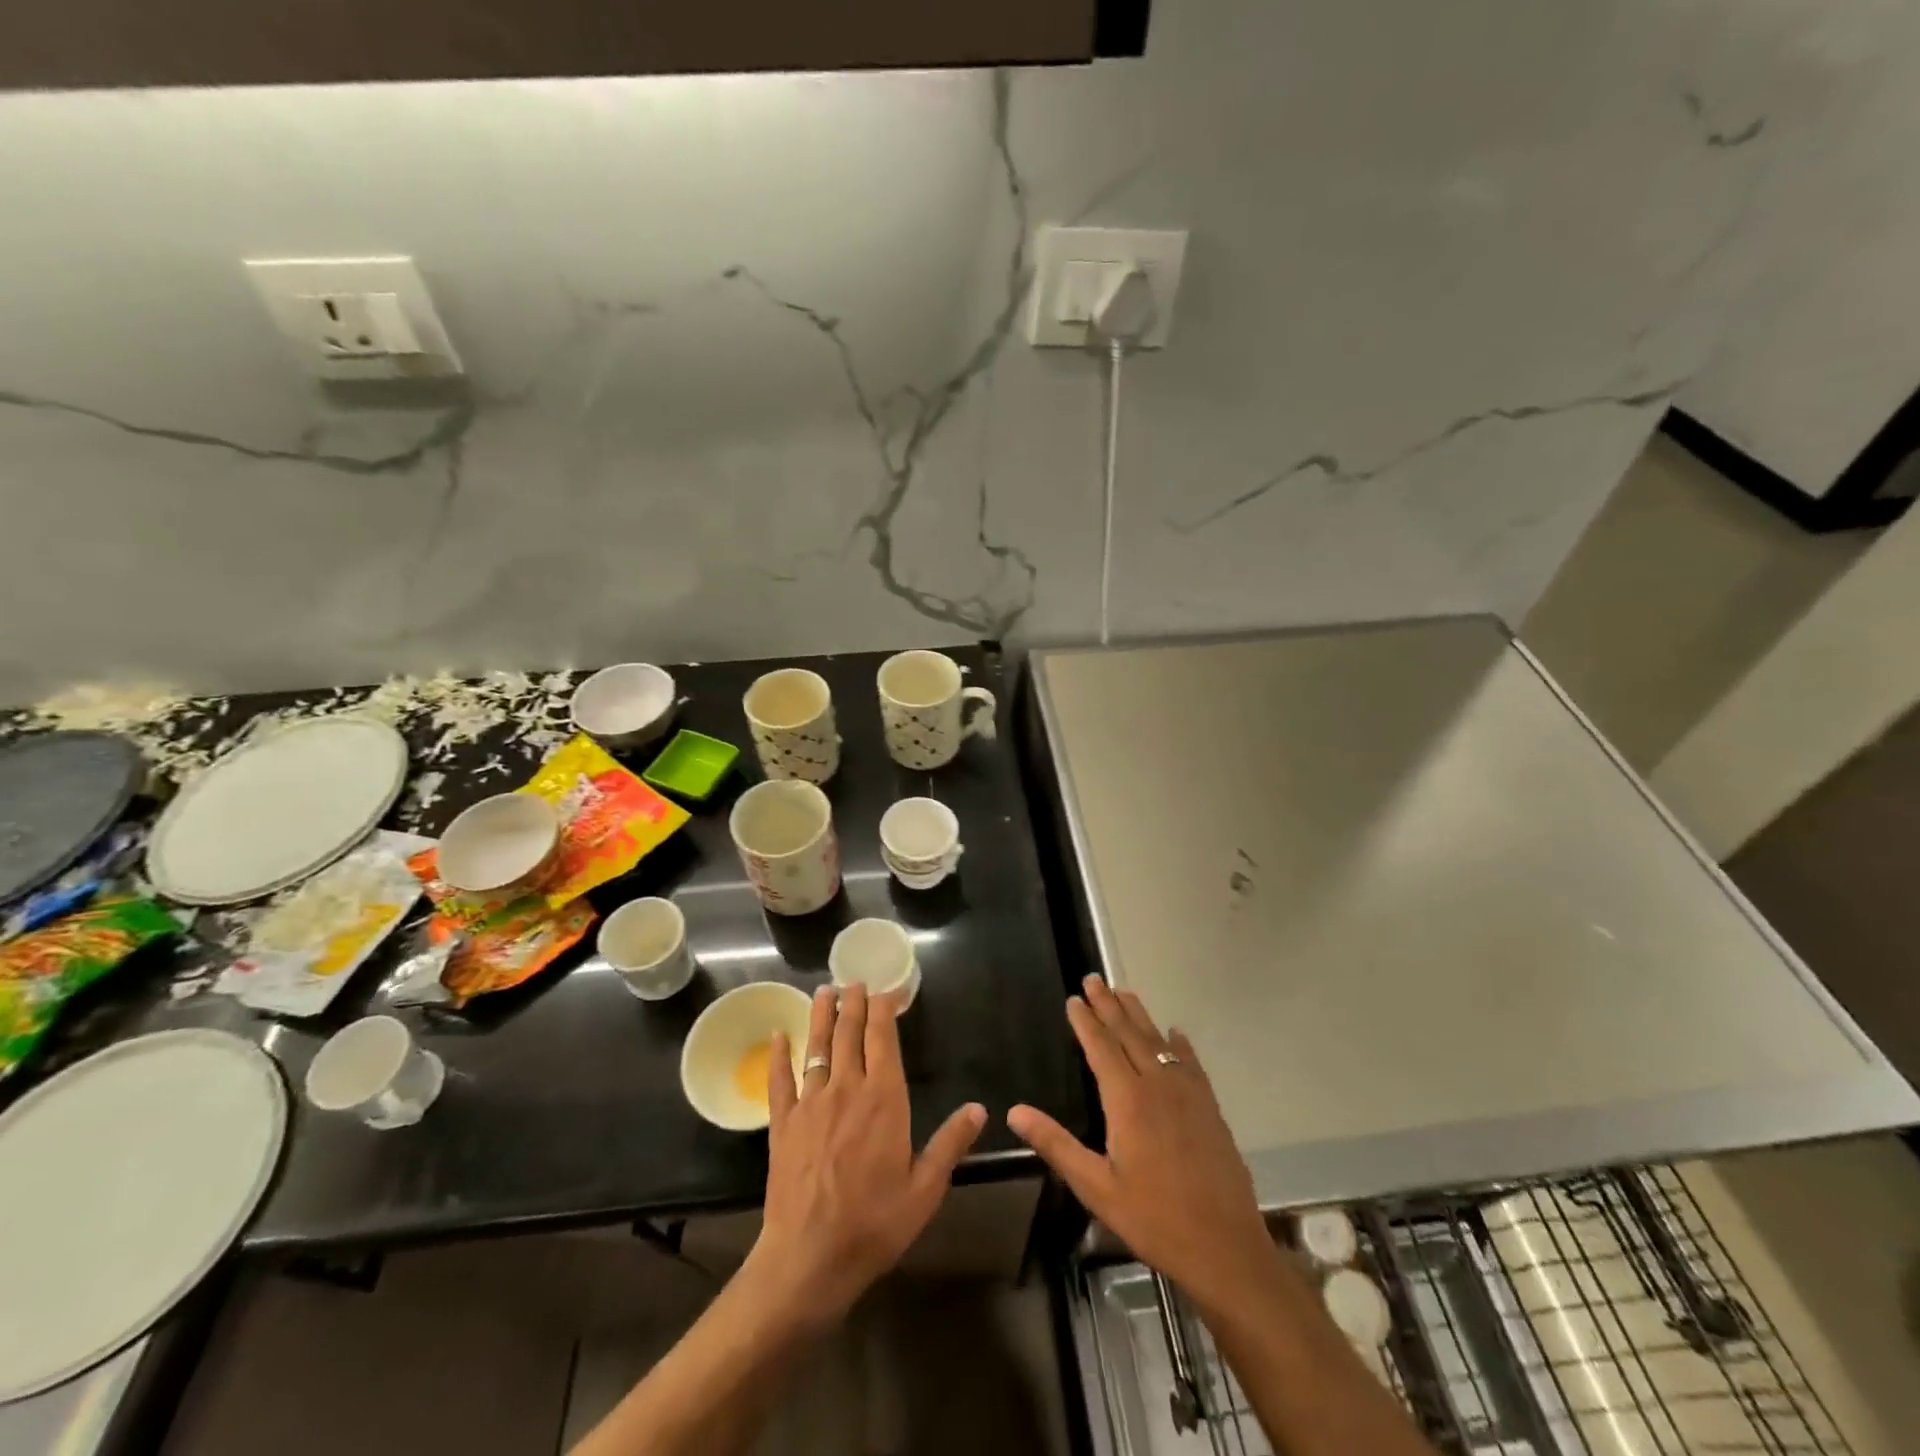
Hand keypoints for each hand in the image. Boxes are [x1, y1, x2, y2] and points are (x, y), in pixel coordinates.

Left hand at [744, 982, 985, 1326]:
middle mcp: (847, 1089)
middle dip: (853, 1004)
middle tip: (854, 981)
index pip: (883, 1039)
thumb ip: (951, 1143)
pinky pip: (779, 1080)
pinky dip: (778, 1055)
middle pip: (848, 1034)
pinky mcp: (783, 1124)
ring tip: (823, 991)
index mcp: (884, 1098)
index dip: (883, 1010)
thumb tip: (979, 1109)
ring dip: (820, 1016)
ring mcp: (811, 1104)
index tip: (885, 991)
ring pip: (816, 1047)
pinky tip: (777, 1035)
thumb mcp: (926, 1189)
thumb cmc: (875, 1223)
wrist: (810, 1258)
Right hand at [1009, 976, 1276, 1312]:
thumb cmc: (1153, 1219)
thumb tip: (1015, 1112)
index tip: (1074, 998)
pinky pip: (1190, 1063)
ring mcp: (1188, 1094)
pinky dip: (1178, 1045)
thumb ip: (1056, 1144)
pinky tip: (1175, 1035)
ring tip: (1124, 992)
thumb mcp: (1096, 1187)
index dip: (1085, 1021)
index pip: (1101, 1047)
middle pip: (1128, 1034)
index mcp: (1127, 1101)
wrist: (1225, 1248)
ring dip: (1139, 1015)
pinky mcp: (1210, 1108)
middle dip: (1108, 1005)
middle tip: (1094, 979)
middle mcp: (1157, 1085)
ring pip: (1158, 1042)